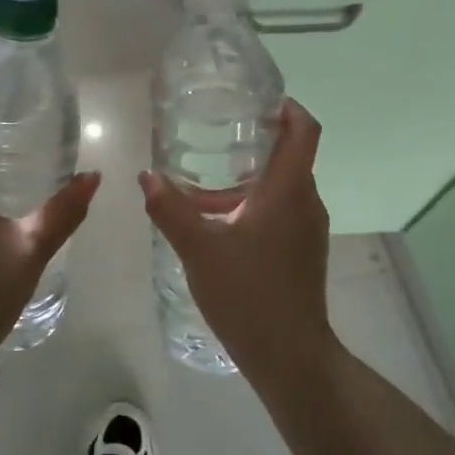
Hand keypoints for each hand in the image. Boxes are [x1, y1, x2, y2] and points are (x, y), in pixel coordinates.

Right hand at [139, 99, 334, 389]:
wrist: (290, 356)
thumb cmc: (248, 293)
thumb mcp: (198, 248)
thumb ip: (170, 208)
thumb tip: (147, 175)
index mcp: (288, 190)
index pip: (304, 129)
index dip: (286, 106)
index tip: (256, 98)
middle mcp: (305, 202)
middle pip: (289, 156)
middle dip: (254, 141)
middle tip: (213, 134)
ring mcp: (307, 229)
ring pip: (280, 188)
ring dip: (247, 180)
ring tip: (202, 185)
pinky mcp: (302, 252)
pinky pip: (280, 212)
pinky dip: (252, 205)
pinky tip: (216, 224)